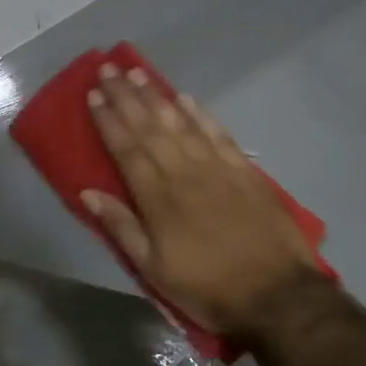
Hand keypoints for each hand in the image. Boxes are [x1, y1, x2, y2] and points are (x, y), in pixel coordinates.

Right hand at [83, 66, 333, 346]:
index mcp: (158, 197)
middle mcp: (184, 172)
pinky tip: (186, 98)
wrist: (278, 296)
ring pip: (181, 123)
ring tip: (138, 73)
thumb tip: (87, 192)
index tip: (93, 95)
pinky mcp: (245, 171)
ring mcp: (217, 168)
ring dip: (157, 96)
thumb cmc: (208, 287)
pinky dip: (201, 114)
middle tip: (108, 69)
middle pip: (150, 127)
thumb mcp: (154, 269)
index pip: (126, 149)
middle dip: (126, 96)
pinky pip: (218, 133)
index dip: (108, 121)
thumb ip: (121, 227)